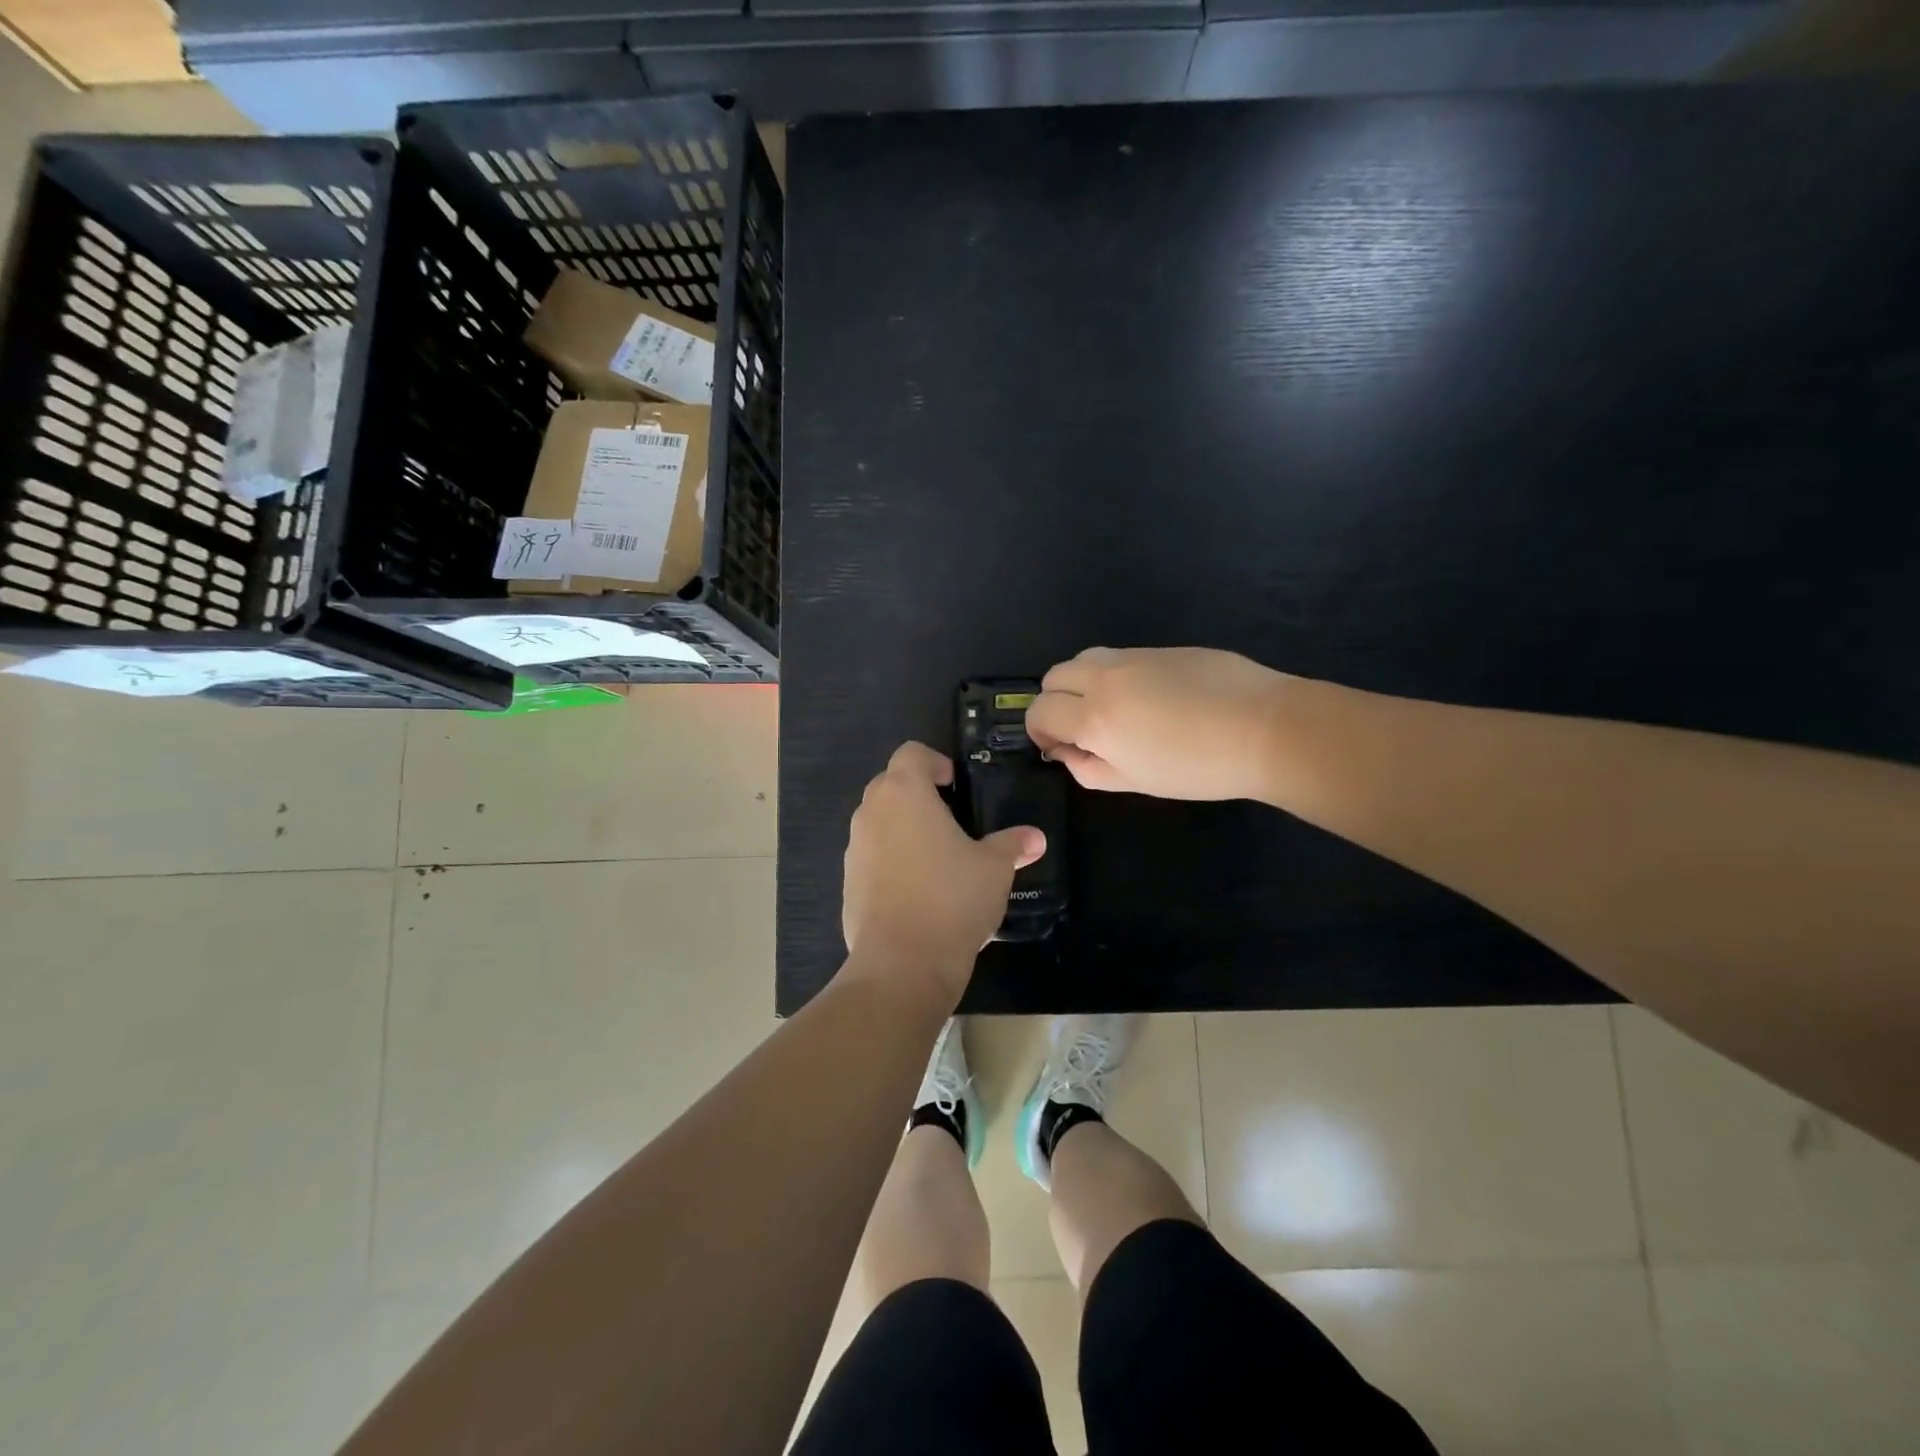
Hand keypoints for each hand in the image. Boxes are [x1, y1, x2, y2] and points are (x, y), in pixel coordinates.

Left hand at [842, 742, 1045, 1007]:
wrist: (902, 964)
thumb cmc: (952, 898)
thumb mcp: (994, 868)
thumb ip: (1012, 845)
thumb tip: (1035, 838)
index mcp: (904, 793)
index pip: (911, 753)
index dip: (935, 762)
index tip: (956, 786)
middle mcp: (871, 812)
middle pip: (890, 784)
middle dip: (918, 794)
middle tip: (952, 819)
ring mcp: (854, 849)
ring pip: (878, 822)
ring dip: (903, 828)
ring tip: (937, 857)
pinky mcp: (847, 883)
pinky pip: (871, 857)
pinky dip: (891, 862)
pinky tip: (918, 892)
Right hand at [1026, 647, 1288, 800]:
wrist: (1265, 727)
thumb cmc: (1199, 768)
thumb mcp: (1136, 782)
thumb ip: (1089, 769)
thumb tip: (1067, 752)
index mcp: (1094, 718)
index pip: (1040, 712)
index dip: (1039, 732)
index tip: (1057, 747)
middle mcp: (1104, 679)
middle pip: (1053, 677)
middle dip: (1055, 703)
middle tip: (1080, 729)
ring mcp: (1133, 657)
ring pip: (1082, 659)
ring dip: (1080, 683)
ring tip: (1109, 709)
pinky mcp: (1160, 647)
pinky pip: (1117, 656)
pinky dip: (1112, 675)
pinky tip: (1146, 698)